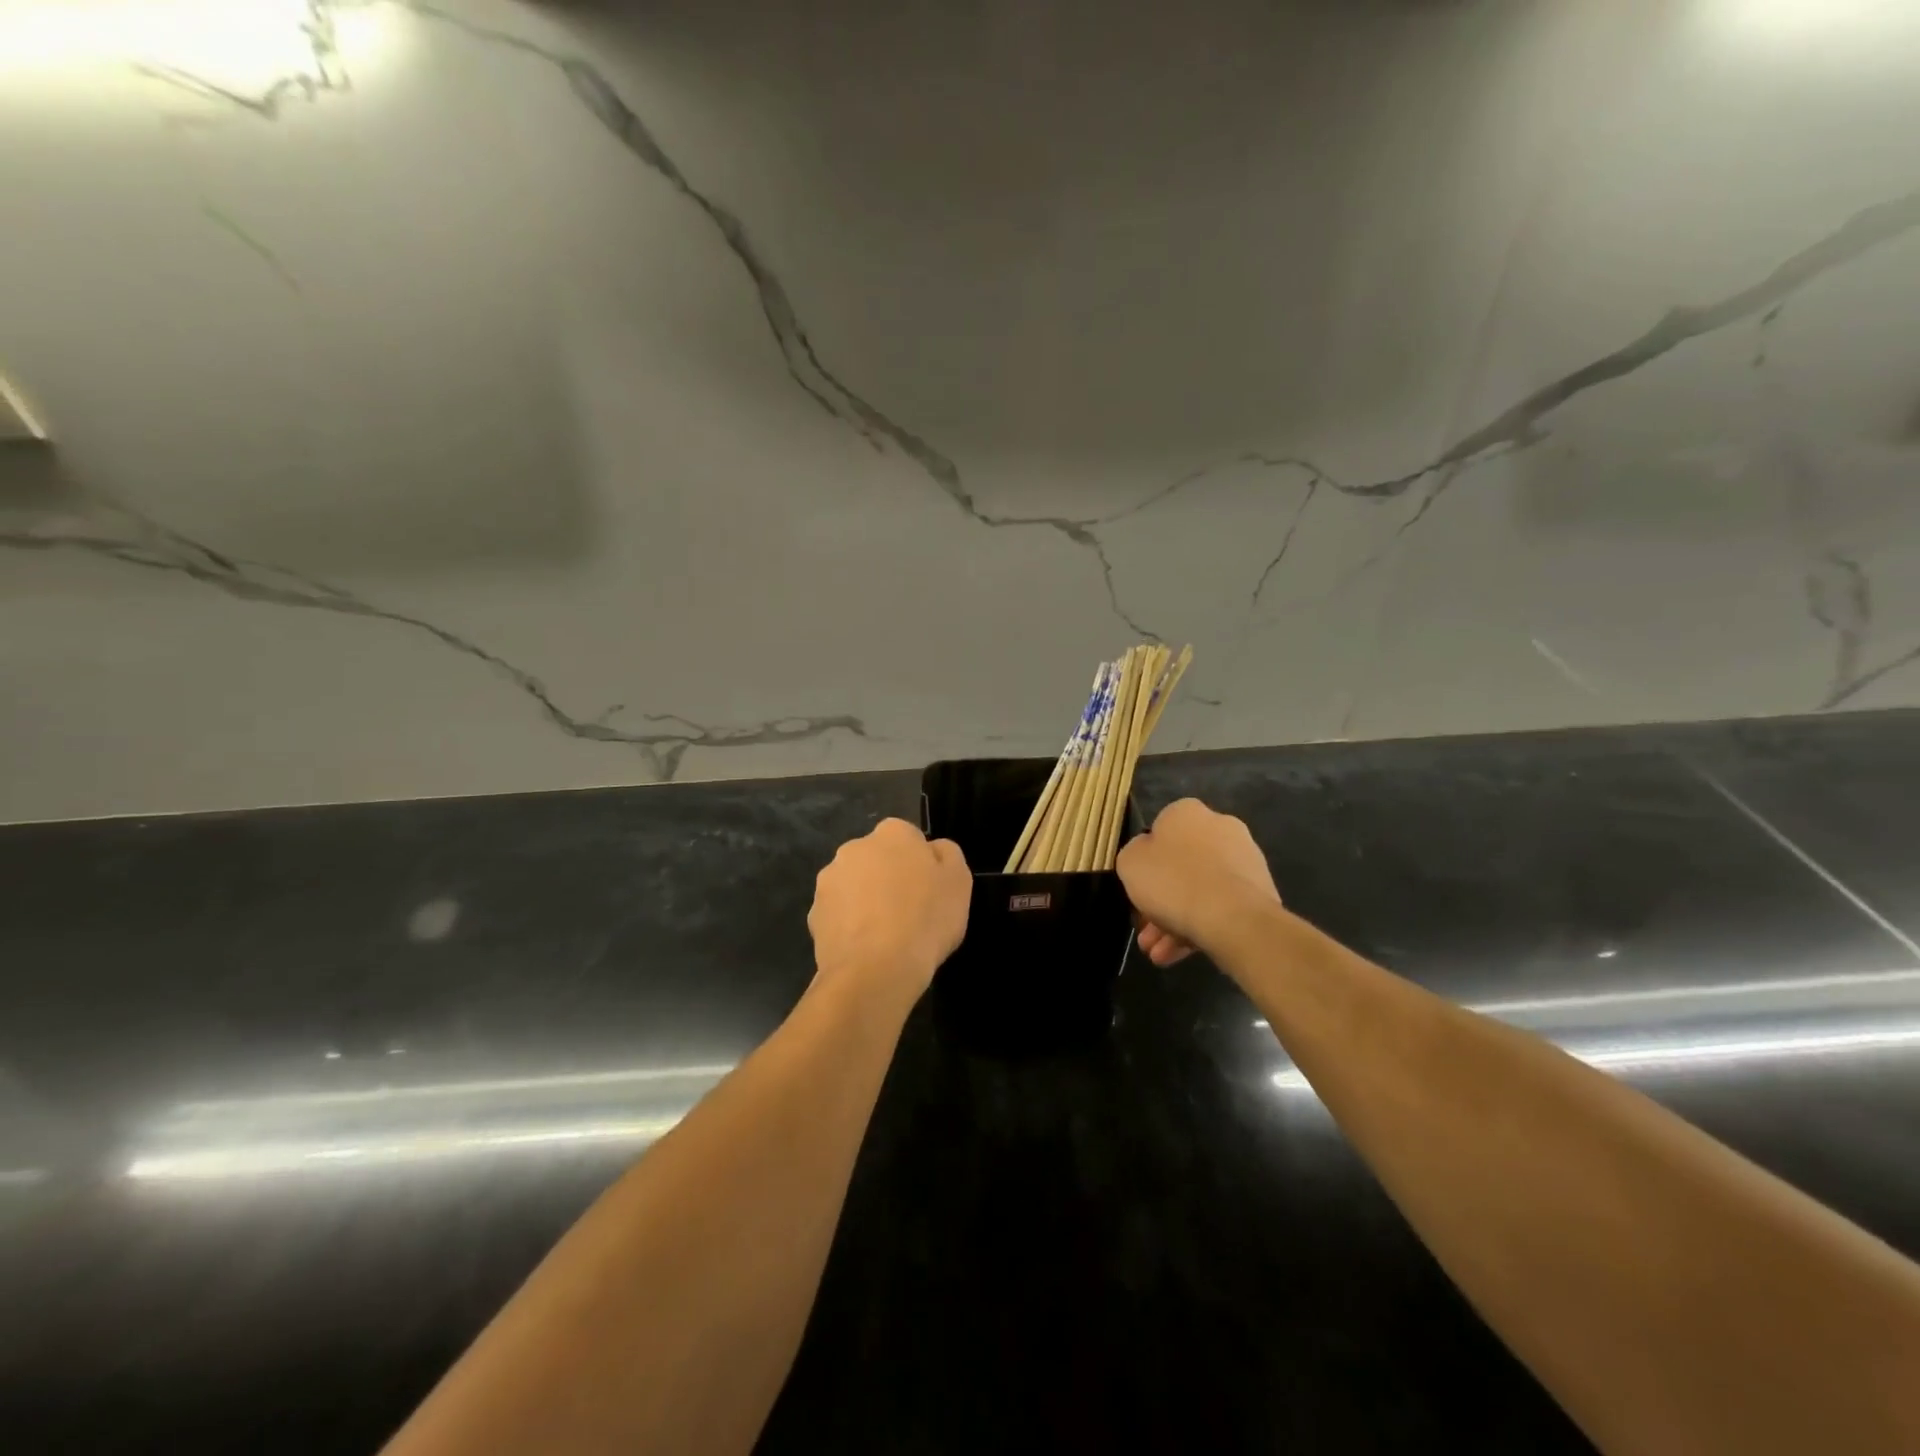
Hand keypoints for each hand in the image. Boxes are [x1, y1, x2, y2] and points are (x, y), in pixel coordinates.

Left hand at [808, 818, 971, 1004]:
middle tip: (909, 911)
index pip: (908, 838)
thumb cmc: (925, 919)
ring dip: (866, 901)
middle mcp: (855, 848)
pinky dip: (850, 927)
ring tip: (886, 936)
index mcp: (892, 833)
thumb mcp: (959, 881)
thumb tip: (932, 849)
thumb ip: (947, 854)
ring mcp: (829, 881)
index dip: (920, 864)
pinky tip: (866, 949)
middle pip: (877, 859)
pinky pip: (838, 915)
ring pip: (854, 886)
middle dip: (889, 878)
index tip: (929, 890)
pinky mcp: (814, 914)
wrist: (876, 970)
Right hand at [1117, 799, 1280, 965]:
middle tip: (1146, 932)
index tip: (1138, 889)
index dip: (1145, 863)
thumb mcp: (1130, 863)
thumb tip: (1147, 856)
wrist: (1232, 917)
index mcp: (1187, 812)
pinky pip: (1221, 907)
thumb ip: (1134, 855)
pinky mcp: (1260, 891)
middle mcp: (1220, 827)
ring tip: (1159, 954)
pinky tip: (1180, 954)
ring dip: (1175, 921)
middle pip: (1181, 866)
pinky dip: (1200, 927)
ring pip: (1200, 890)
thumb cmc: (1173, 881)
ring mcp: (1244, 860)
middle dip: (1160, 902)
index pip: (1160, 831)